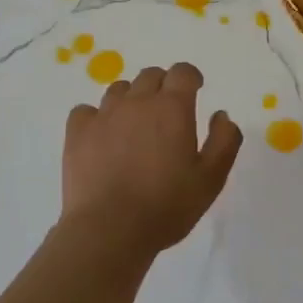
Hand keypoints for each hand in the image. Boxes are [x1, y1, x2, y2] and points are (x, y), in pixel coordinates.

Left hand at [62, 62, 242, 261]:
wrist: (109, 230)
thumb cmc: (167, 205)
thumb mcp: (211, 179)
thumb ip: (224, 141)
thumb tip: (222, 115)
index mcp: (172, 107)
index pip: (183, 72)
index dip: (191, 77)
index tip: (195, 89)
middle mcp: (137, 102)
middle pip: (150, 76)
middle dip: (163, 86)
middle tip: (167, 111)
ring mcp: (104, 115)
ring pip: (119, 90)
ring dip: (131, 99)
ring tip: (135, 124)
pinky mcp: (77, 134)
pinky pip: (85, 110)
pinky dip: (96, 117)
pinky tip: (101, 135)